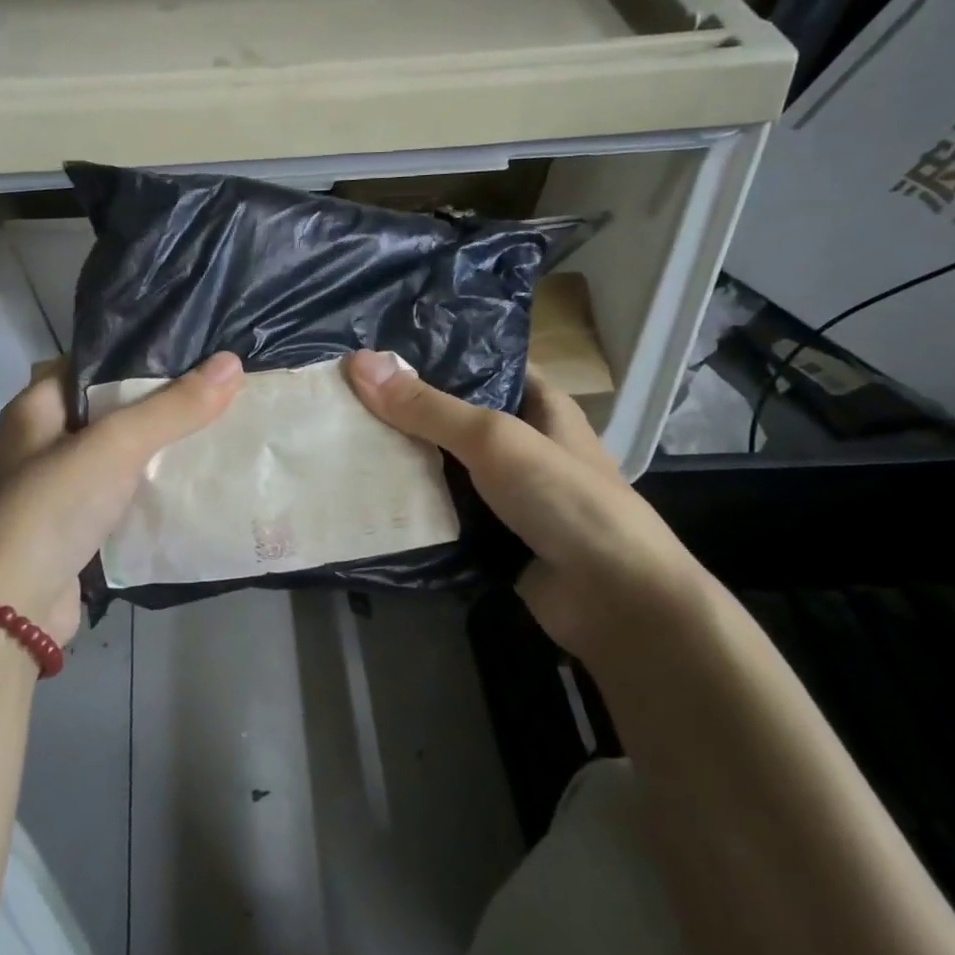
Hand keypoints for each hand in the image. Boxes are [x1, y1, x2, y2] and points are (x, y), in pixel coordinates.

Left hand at [0, 353, 245, 644]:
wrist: (10, 611)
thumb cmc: (52, 508)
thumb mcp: (115, 445)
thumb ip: (172, 407)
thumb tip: (231, 362)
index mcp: (34, 408)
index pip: (88, 362)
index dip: (135, 353)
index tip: (190, 351)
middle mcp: (39, 443)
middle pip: (106, 409)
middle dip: (156, 403)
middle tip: (214, 391)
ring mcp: (54, 489)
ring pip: (115, 456)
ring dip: (156, 449)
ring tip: (215, 430)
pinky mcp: (72, 529)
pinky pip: (118, 497)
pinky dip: (148, 491)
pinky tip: (190, 484)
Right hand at [343, 350, 705, 658]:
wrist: (613, 600)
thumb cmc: (564, 499)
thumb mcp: (494, 439)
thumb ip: (427, 407)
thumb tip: (358, 362)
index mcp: (540, 406)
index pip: (482, 366)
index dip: (435, 359)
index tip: (376, 355)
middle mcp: (523, 444)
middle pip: (454, 419)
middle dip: (405, 413)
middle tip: (344, 399)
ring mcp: (508, 494)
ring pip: (445, 468)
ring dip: (404, 462)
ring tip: (341, 441)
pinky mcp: (492, 536)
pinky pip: (444, 512)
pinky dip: (413, 507)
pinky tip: (367, 496)